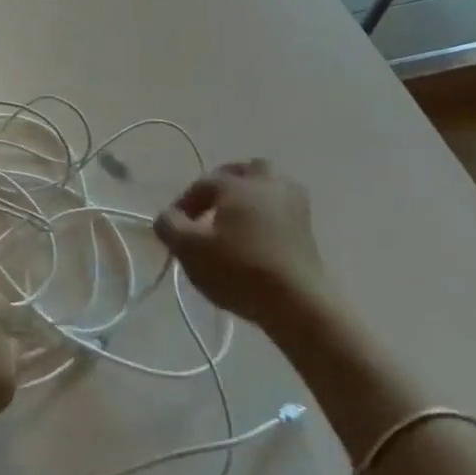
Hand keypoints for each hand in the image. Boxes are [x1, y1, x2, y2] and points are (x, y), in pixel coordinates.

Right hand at [154, 160, 324, 330]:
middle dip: (223, 185)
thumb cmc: (239, 269)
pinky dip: (267, 214)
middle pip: (243, 172)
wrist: (298, 303)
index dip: (184, 204)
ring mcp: (293, 203)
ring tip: (235, 220)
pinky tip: (257, 236)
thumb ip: (169, 226)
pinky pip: (281, 207)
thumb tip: (167, 216)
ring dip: (250, 196)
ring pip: (268, 185)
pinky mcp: (307, 227)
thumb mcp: (190, 249)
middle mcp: (267, 182)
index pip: (202, 184)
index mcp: (237, 182)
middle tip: (209, 210)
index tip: (174, 228)